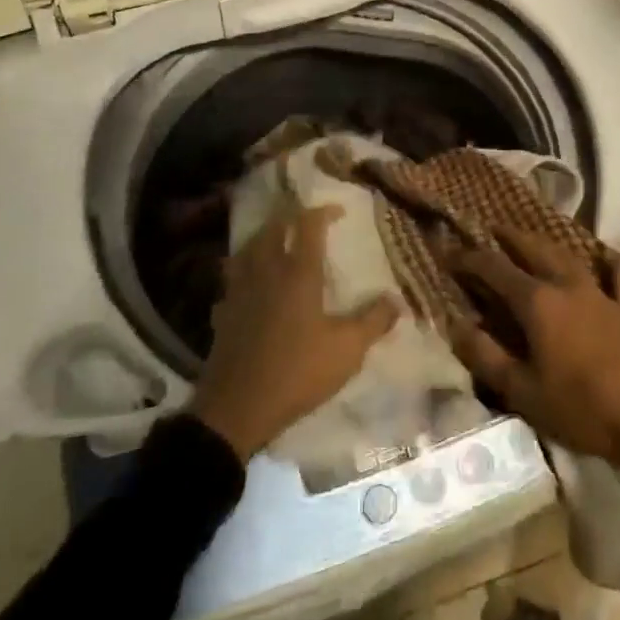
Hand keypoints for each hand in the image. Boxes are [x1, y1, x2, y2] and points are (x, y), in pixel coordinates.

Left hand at [190, 205, 399, 461]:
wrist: (237, 409)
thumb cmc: (298, 372)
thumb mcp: (347, 351)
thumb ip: (373, 321)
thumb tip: (397, 300)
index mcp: (298, 273)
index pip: (308, 226)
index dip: (323, 212)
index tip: (338, 211)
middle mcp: (266, 271)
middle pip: (273, 228)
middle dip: (290, 217)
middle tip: (305, 220)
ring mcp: (240, 290)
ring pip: (249, 248)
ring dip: (264, 237)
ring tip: (277, 240)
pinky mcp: (223, 310)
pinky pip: (233, 276)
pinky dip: (243, 269)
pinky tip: (249, 282)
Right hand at [447, 226, 619, 474]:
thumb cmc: (583, 410)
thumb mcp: (523, 392)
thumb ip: (486, 357)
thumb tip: (455, 325)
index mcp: (537, 303)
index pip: (494, 269)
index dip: (470, 259)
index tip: (450, 253)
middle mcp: (568, 286)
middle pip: (534, 250)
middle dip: (510, 237)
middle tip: (493, 229)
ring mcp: (603, 294)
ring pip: (571, 257)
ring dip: (548, 244)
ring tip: (534, 238)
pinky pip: (619, 277)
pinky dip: (609, 264)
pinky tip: (607, 258)